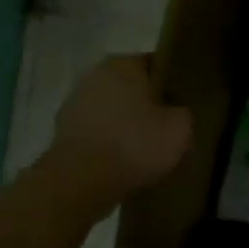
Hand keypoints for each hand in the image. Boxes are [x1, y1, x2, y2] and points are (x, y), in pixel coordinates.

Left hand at [47, 55, 192, 202]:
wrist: (80, 183)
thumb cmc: (135, 144)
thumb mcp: (180, 127)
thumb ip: (183, 112)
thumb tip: (176, 113)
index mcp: (123, 64)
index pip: (157, 65)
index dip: (174, 84)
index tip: (185, 104)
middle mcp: (94, 76)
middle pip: (133, 88)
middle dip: (149, 105)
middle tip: (170, 128)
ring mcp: (74, 105)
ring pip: (114, 111)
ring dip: (128, 126)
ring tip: (148, 150)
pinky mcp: (63, 134)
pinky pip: (99, 133)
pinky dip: (111, 144)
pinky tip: (126, 162)